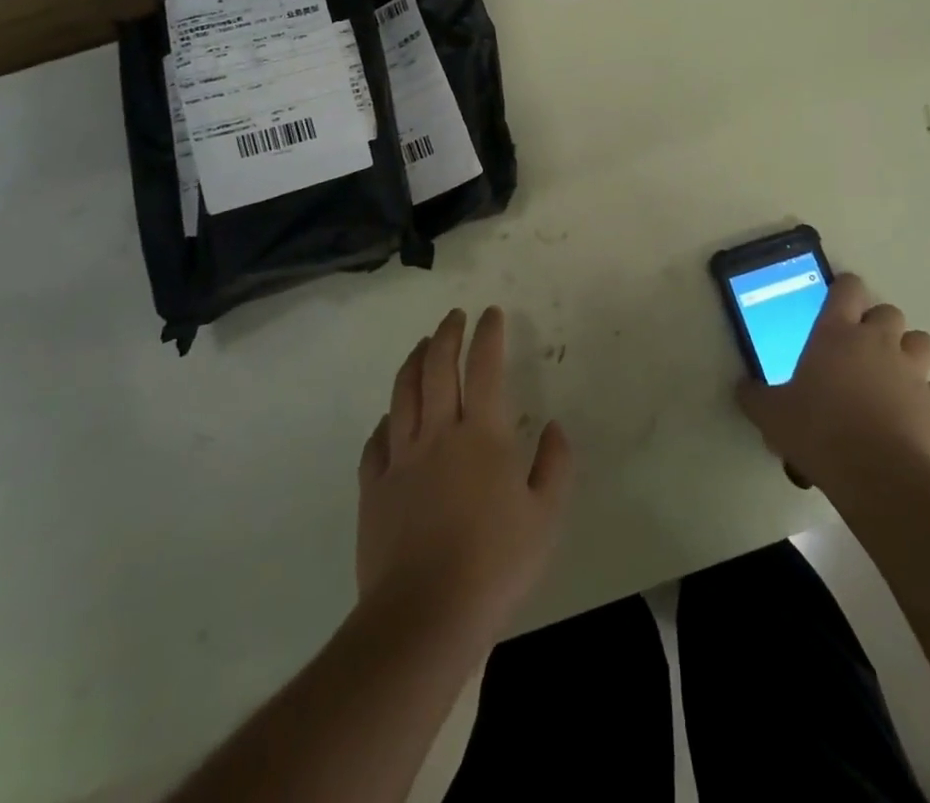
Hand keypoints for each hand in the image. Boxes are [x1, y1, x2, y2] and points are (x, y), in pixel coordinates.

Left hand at [357, 307, 572, 646]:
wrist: (425, 616)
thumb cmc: (495, 564)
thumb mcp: (546, 517)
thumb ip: (555, 465)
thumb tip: (555, 427)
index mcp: (482, 434)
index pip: (484, 367)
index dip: (488, 335)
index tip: (491, 313)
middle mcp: (438, 433)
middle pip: (437, 367)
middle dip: (447, 334)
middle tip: (454, 316)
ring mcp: (400, 459)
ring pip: (403, 394)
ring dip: (413, 361)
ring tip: (421, 344)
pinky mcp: (373, 488)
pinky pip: (375, 441)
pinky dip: (385, 419)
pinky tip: (390, 417)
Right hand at [736, 274, 929, 490]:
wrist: (878, 476)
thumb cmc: (818, 432)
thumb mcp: (770, 415)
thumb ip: (754, 396)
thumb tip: (743, 388)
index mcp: (836, 333)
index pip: (848, 288)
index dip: (844, 291)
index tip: (836, 305)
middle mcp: (878, 342)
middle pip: (889, 312)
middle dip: (878, 325)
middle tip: (859, 349)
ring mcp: (912, 372)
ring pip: (921, 342)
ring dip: (907, 353)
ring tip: (891, 376)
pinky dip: (926, 397)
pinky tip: (910, 414)